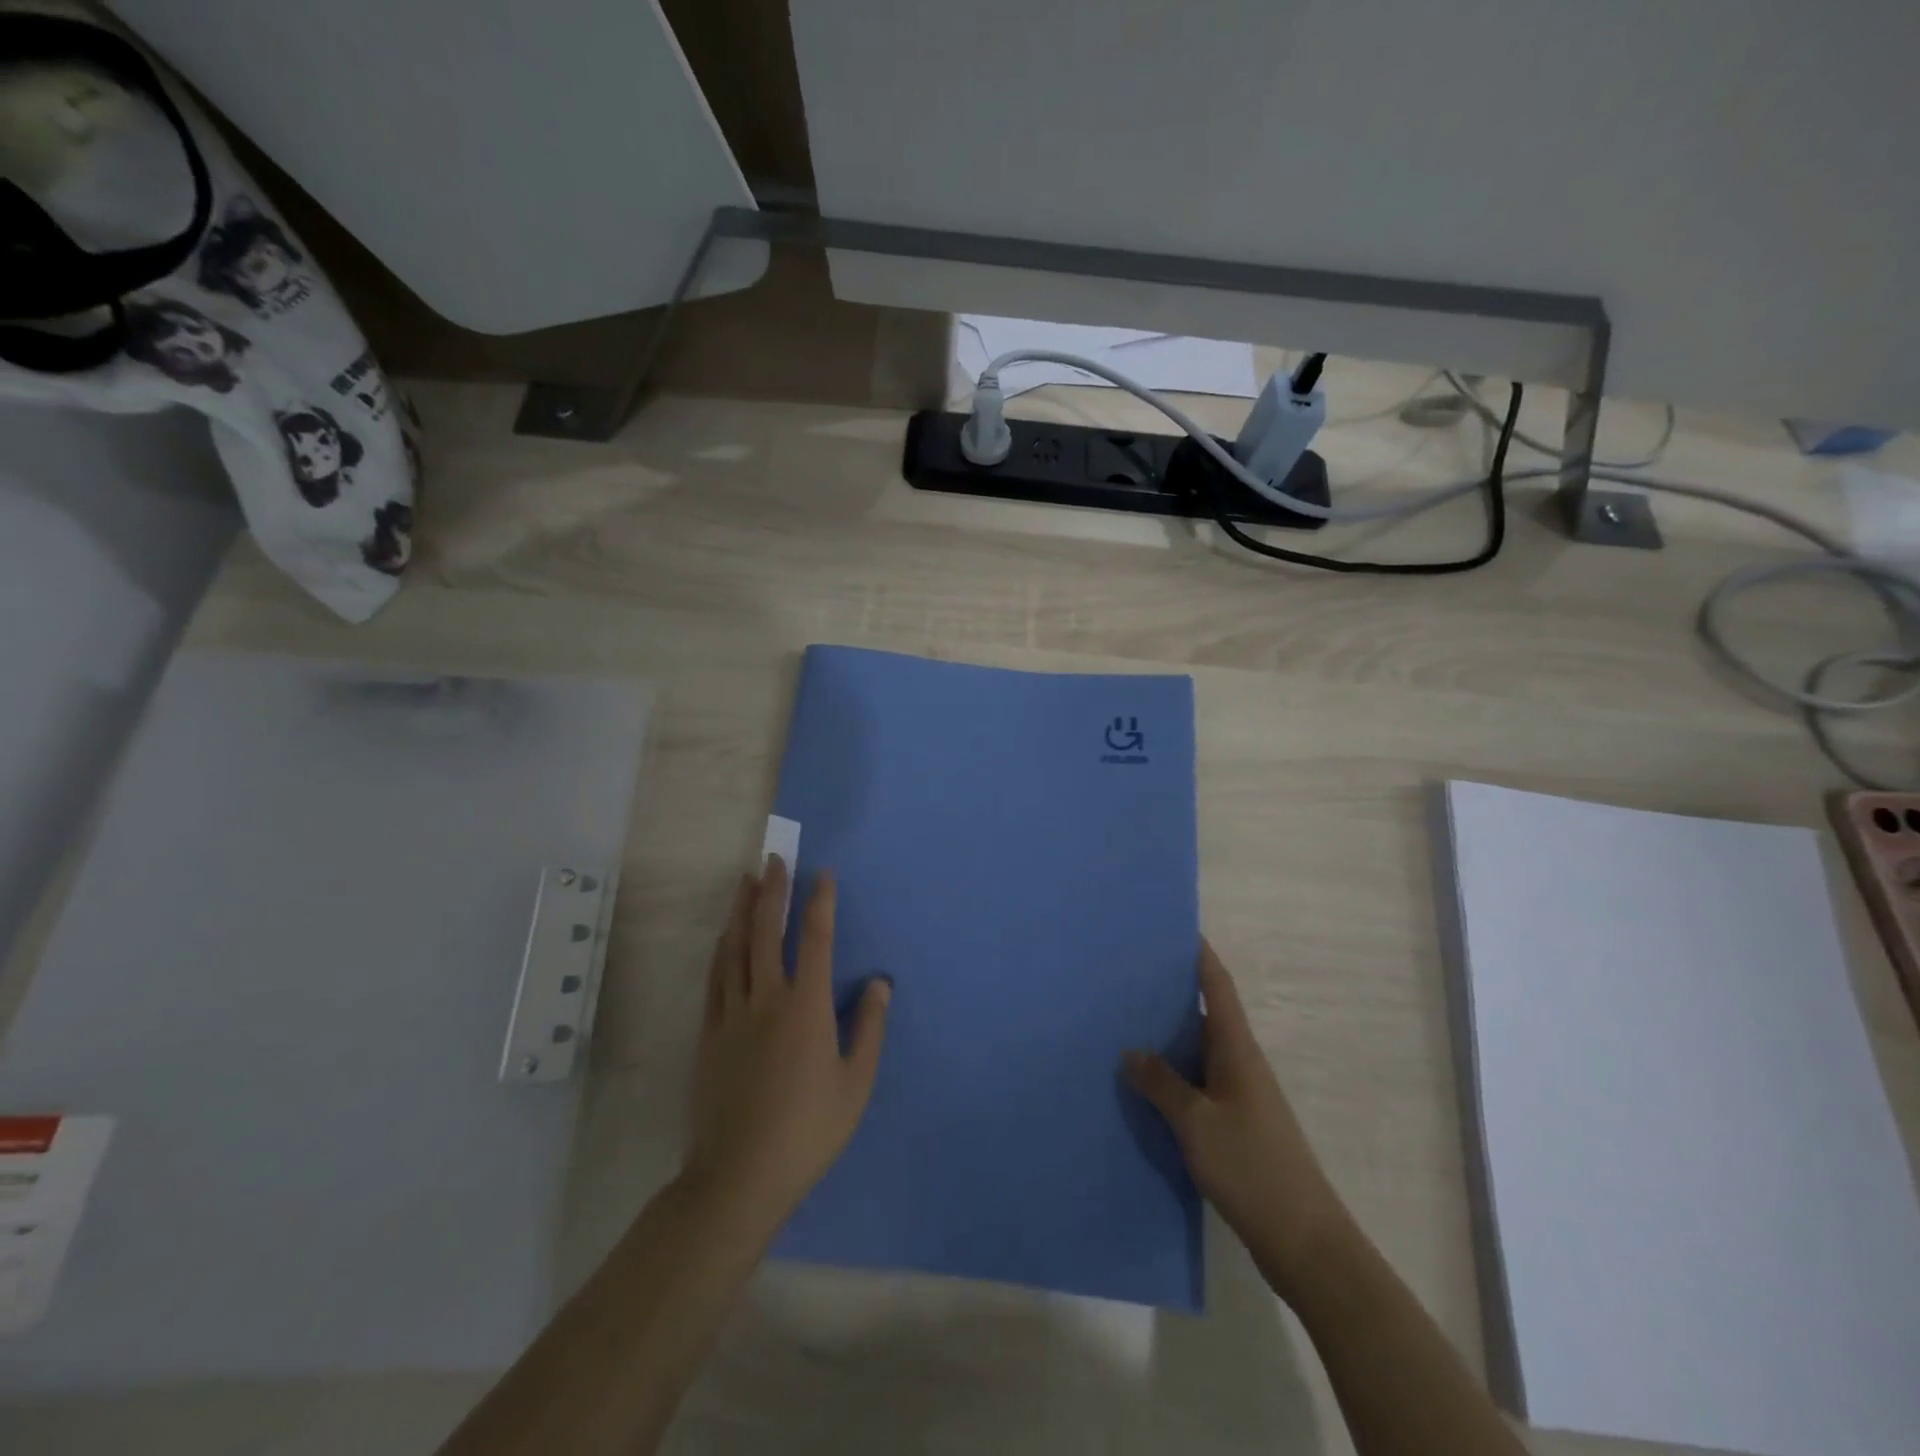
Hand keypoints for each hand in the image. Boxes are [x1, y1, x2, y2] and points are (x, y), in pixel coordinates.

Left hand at [685, 857, 890, 1238]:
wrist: (739, 1176)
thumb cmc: (809, 1130)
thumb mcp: (856, 1082)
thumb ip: (868, 1027)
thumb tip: (879, 983)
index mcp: (805, 1007)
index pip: (814, 939)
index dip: (819, 901)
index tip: (823, 873)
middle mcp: (766, 999)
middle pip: (765, 931)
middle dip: (772, 891)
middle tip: (774, 859)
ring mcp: (731, 1015)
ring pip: (734, 948)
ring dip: (740, 910)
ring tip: (745, 882)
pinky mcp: (708, 1034)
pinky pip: (715, 978)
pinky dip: (721, 949)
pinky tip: (723, 937)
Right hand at [1125, 940, 1349, 1297]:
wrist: (1304, 1242)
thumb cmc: (1252, 1169)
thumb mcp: (1197, 1123)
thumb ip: (1162, 1084)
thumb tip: (1130, 1051)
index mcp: (1238, 1050)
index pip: (1219, 987)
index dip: (1200, 955)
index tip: (1175, 928)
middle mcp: (1241, 1064)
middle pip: (1205, 1015)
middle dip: (1172, 993)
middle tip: (1128, 977)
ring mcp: (1240, 1097)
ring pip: (1198, 1053)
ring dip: (1168, 1038)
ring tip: (1123, 1024)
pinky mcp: (1235, 1127)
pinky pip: (1197, 1085)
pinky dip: (1172, 1078)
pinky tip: (1144, 1087)